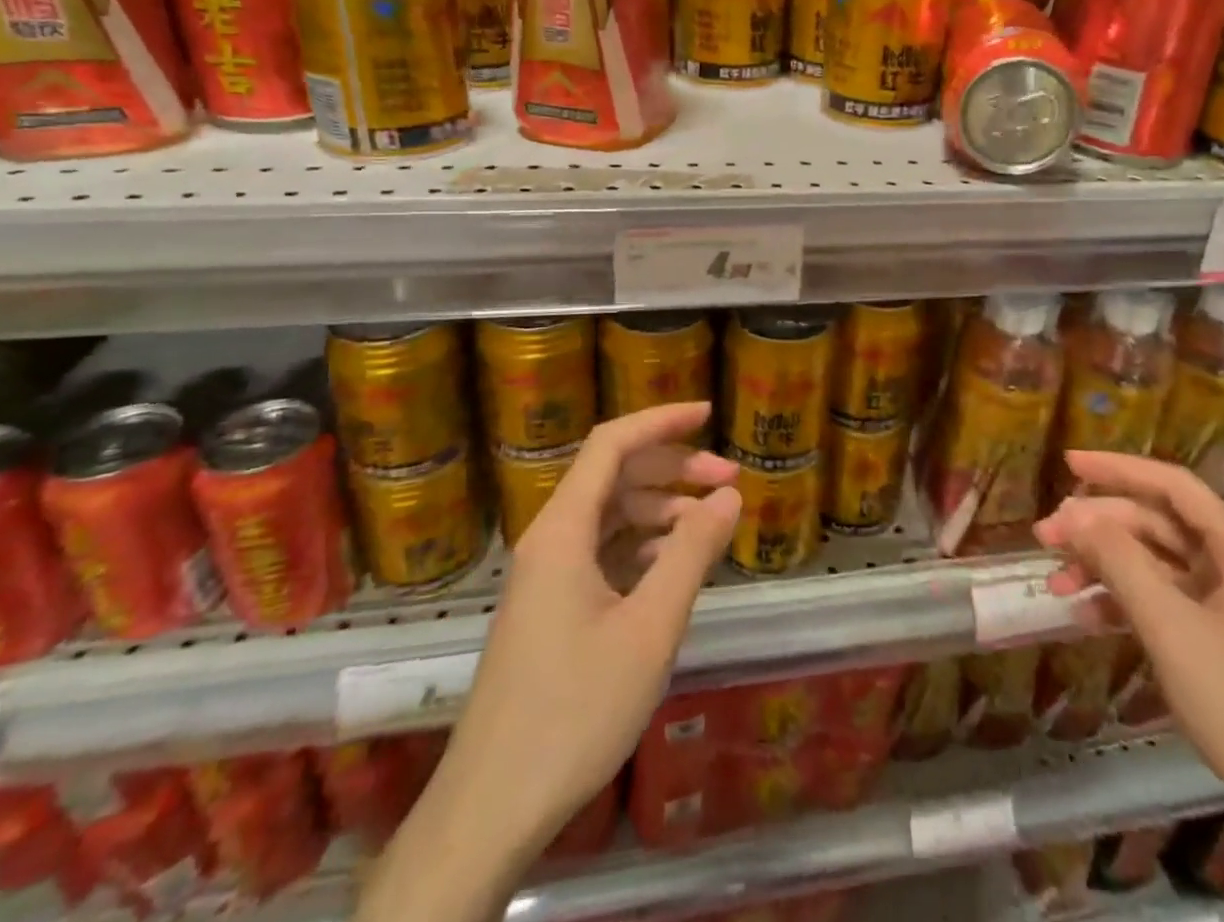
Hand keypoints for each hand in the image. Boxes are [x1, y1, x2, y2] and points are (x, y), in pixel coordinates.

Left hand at [445, 402, 740, 852]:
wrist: (493, 808)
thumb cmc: (575, 709)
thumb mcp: (650, 627)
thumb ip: (693, 552)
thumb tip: (730, 495)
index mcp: (563, 530)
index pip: (612, 444)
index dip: (661, 420)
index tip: (710, 414)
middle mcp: (550, 540)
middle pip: (615, 476)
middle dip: (674, 469)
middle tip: (730, 480)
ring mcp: (548, 576)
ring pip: (611, 516)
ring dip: (662, 510)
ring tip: (713, 524)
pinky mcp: (552, 608)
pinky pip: (604, 553)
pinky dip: (644, 547)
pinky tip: (677, 566)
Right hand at [1032, 450, 1223, 836]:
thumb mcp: (1172, 629)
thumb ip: (1120, 563)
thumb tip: (1075, 514)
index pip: (1172, 485)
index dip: (1117, 468)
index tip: (1066, 461)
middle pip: (1157, 525)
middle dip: (1098, 527)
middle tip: (1044, 537)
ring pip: (1156, 565)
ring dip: (1105, 567)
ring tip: (1057, 585)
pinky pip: (1165, 603)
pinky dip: (1125, 603)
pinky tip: (1087, 617)